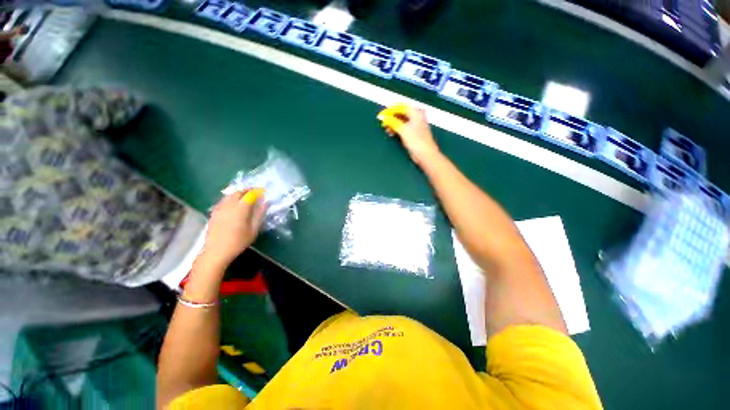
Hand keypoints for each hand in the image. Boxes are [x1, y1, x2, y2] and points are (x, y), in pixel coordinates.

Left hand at [200, 189, 266, 268]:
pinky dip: (231, 198)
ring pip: (229, 195)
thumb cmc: (238, 242)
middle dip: (247, 190)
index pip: (250, 194)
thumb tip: (265, 203)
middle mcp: (229, 205)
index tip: (264, 191)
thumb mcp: (254, 229)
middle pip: (238, 192)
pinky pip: (223, 201)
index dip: (257, 191)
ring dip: (238, 193)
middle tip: (255, 193)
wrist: (216, 252)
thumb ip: (259, 214)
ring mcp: (219, 208)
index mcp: (240, 209)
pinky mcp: (213, 213)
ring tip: (246, 197)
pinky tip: (234, 204)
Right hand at [378, 103, 441, 165]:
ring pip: (401, 121)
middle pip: (401, 113)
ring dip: (393, 124)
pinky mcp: (413, 134)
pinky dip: (396, 129)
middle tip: (383, 122)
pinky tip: (391, 133)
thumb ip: (392, 122)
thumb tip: (384, 117)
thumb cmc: (416, 141)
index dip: (390, 110)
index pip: (401, 107)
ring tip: (386, 128)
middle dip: (391, 117)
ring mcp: (415, 126)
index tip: (382, 115)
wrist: (425, 155)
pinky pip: (402, 128)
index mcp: (416, 113)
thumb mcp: (403, 130)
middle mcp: (416, 117)